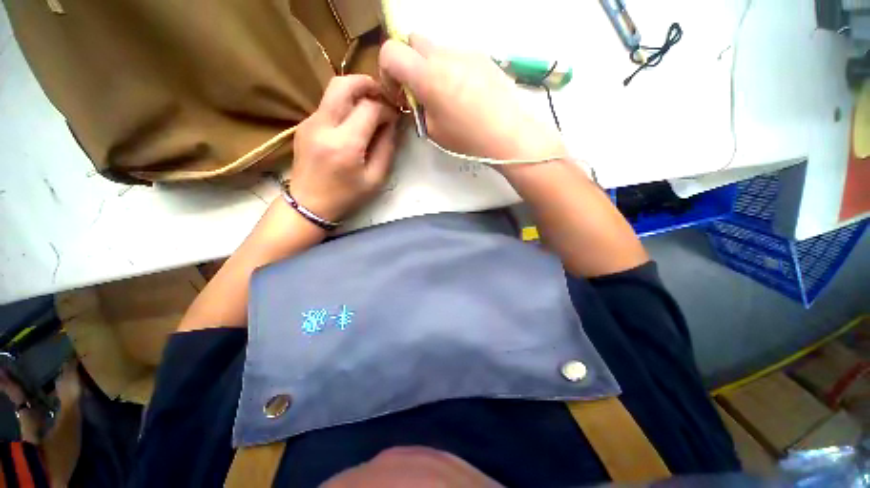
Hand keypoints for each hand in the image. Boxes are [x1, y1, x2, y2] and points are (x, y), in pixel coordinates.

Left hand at [289, 75, 399, 221]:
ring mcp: (309, 122)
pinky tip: (354, 122)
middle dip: (367, 84)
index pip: (369, 109)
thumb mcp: (375, 179)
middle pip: (344, 85)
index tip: (395, 117)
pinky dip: (345, 106)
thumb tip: (393, 124)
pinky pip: (328, 105)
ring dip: (356, 93)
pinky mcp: (304, 124)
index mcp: (345, 145)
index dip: (387, 109)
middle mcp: (323, 126)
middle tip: (383, 96)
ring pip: (333, 91)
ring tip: (371, 108)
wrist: (309, 205)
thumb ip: (387, 149)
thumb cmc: (347, 196)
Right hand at [379, 35, 564, 162]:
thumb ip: (418, 107)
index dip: (387, 71)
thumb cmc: (467, 138)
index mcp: (427, 76)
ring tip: (446, 94)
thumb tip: (416, 97)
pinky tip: (465, 92)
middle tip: (420, 89)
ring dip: (432, 65)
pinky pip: (457, 55)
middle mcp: (444, 55)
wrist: (508, 134)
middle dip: (409, 61)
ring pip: (437, 47)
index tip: (399, 92)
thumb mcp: (433, 131)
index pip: (390, 51)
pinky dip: (452, 68)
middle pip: (413, 39)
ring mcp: (465, 52)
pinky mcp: (482, 56)